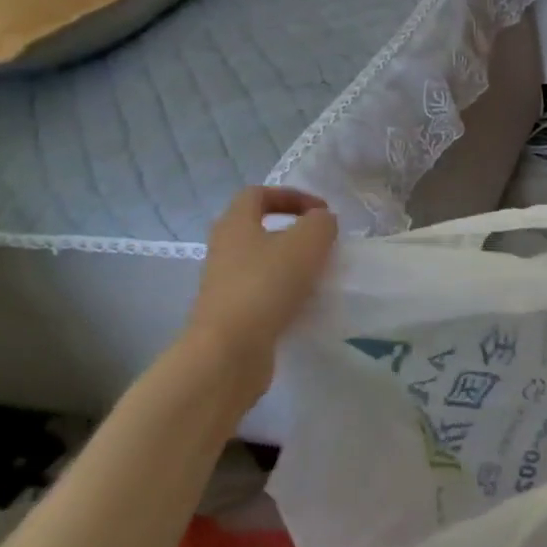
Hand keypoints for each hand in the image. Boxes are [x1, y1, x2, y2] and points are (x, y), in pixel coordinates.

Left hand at [180, 187, 337, 407]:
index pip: (257, 194)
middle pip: (259, 229)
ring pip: (262, 263)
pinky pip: (262, 293)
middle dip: (293, 233)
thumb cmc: (266, 285)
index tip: (320, 212)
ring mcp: (224, 285)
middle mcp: (224, 250)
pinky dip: (285, 293)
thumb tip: (322, 222)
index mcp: (235, 224)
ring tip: (319, 275)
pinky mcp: (231, 315)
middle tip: (322, 244)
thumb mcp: (308, 241)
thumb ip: (321, 223)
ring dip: (291, 265)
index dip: (291, 196)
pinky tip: (306, 304)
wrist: (228, 352)